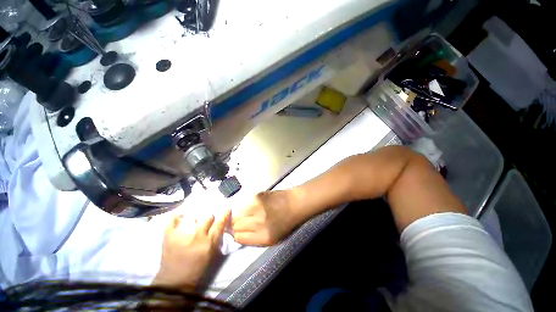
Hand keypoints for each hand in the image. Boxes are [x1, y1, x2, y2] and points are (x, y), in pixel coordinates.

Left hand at [152, 209, 230, 289]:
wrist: (174, 283)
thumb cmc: (197, 270)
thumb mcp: (212, 254)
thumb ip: (217, 237)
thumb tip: (220, 223)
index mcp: (208, 243)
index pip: (220, 223)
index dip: (225, 214)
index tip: (227, 208)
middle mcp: (196, 237)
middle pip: (208, 217)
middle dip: (209, 220)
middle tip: (205, 226)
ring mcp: (181, 235)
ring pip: (194, 217)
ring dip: (196, 220)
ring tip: (192, 226)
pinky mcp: (168, 236)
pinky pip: (173, 220)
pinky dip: (177, 217)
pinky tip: (180, 218)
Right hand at [232, 191, 302, 245]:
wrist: (295, 203)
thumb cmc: (286, 222)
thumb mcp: (273, 238)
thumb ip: (254, 238)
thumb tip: (238, 234)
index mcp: (264, 237)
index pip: (239, 238)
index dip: (238, 235)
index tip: (240, 231)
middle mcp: (258, 223)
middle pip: (236, 225)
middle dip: (238, 224)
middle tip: (246, 221)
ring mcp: (257, 208)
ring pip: (237, 213)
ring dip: (241, 214)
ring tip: (251, 212)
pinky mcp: (257, 196)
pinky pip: (244, 203)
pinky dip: (247, 205)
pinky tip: (256, 205)